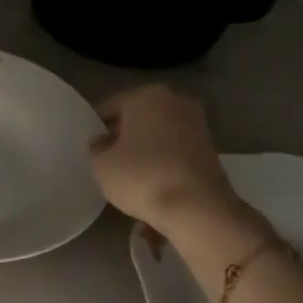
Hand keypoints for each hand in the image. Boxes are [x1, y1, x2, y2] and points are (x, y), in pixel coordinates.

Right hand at [89, 85, 237, 230]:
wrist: (197, 207)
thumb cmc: (141, 176)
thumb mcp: (101, 165)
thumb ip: (96, 148)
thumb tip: (102, 142)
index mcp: (146, 96)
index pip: (110, 107)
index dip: (97, 128)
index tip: (91, 148)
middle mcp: (175, 101)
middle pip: (138, 117)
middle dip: (125, 135)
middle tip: (109, 159)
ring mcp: (197, 124)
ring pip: (159, 133)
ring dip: (146, 148)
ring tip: (131, 173)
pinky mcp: (211, 149)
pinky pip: (175, 150)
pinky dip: (164, 160)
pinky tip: (153, 181)